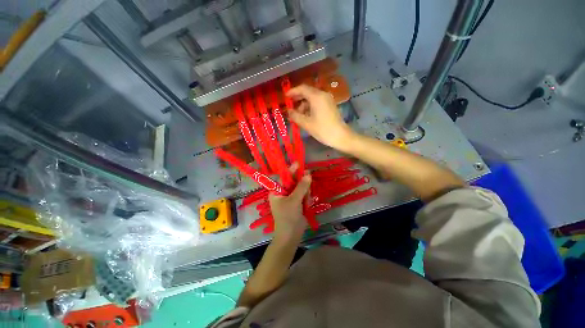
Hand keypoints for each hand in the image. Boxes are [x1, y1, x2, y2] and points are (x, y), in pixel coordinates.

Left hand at [268, 172, 311, 242]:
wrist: (291, 236)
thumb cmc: (288, 217)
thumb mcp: (294, 201)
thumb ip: (301, 187)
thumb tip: (308, 174)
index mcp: (277, 191)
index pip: (284, 177)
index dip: (291, 170)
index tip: (299, 164)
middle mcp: (283, 192)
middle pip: (293, 181)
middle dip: (301, 183)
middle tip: (309, 178)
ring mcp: (290, 198)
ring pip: (300, 188)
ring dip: (305, 192)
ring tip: (306, 201)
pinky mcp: (297, 203)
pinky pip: (303, 195)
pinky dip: (306, 198)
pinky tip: (306, 204)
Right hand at [286, 84, 354, 149]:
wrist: (340, 136)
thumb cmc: (323, 129)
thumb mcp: (306, 123)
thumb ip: (295, 116)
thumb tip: (288, 111)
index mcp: (317, 97)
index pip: (302, 89)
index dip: (292, 92)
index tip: (285, 97)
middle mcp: (323, 95)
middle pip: (307, 92)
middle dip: (297, 99)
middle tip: (289, 106)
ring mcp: (328, 100)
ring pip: (312, 98)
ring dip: (303, 105)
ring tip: (297, 115)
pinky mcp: (330, 106)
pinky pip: (317, 102)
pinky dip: (310, 107)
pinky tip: (306, 116)